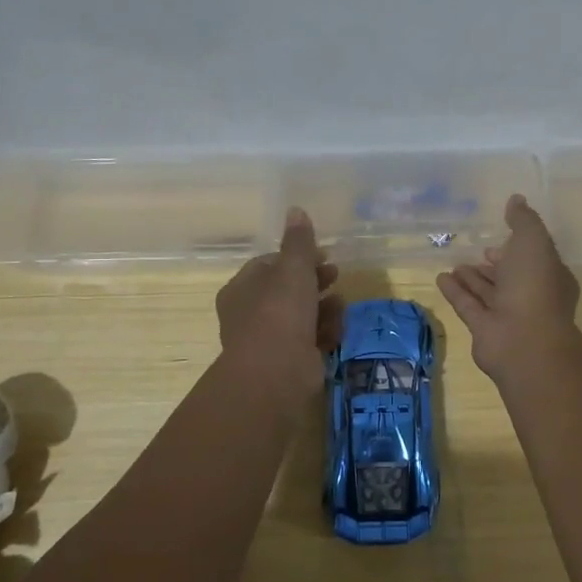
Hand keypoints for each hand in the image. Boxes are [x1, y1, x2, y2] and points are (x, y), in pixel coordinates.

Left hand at [216, 208, 342, 407]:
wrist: (276, 372)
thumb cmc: (280, 312)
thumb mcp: (292, 268)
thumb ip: (298, 241)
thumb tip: (295, 209)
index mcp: (242, 288)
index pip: (269, 264)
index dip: (298, 257)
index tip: (323, 254)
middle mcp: (250, 314)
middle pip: (288, 290)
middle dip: (315, 282)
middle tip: (336, 276)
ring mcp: (268, 340)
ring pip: (301, 316)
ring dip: (324, 308)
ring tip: (340, 305)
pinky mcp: (288, 362)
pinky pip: (309, 340)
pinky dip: (323, 334)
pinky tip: (336, 331)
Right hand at [436, 194, 580, 380]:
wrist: (525, 340)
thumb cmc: (535, 285)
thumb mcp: (533, 241)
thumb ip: (523, 220)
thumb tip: (516, 199)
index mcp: (550, 276)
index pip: (533, 259)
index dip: (516, 249)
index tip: (498, 240)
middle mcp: (531, 296)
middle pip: (510, 277)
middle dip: (494, 266)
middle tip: (477, 253)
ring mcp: (507, 315)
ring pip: (488, 292)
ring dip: (472, 278)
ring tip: (454, 264)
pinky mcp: (484, 330)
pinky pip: (468, 305)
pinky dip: (456, 292)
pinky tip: (441, 278)